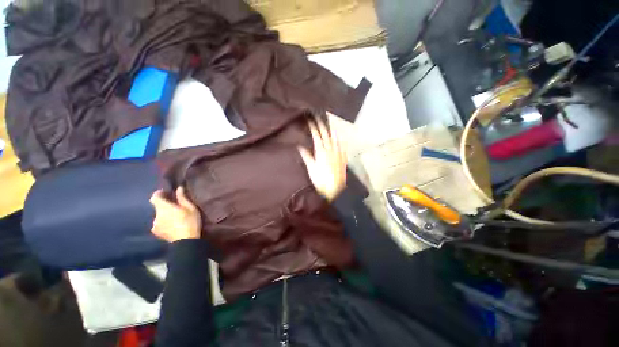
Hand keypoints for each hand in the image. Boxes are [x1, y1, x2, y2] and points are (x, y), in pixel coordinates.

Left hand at [149, 187, 201, 242]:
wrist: (186, 241)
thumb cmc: (190, 222)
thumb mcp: (190, 208)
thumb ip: (183, 198)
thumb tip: (179, 188)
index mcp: (164, 208)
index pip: (154, 197)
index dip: (159, 193)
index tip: (167, 193)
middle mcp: (156, 215)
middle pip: (158, 207)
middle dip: (165, 205)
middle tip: (176, 207)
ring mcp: (155, 225)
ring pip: (159, 216)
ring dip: (165, 215)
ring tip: (176, 218)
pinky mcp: (156, 232)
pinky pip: (159, 223)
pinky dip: (164, 222)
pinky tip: (173, 225)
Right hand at [298, 115, 346, 201]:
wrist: (335, 190)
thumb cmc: (321, 180)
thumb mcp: (311, 168)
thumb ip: (306, 156)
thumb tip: (300, 146)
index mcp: (321, 152)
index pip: (316, 136)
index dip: (313, 128)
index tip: (310, 120)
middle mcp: (330, 150)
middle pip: (326, 135)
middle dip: (322, 125)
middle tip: (319, 117)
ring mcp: (338, 153)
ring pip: (335, 139)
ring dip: (331, 130)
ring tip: (329, 124)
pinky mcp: (342, 158)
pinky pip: (342, 146)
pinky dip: (339, 140)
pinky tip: (339, 138)